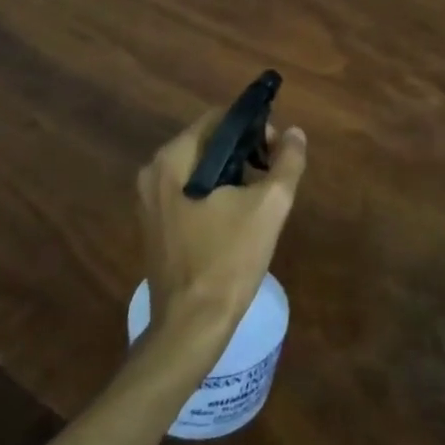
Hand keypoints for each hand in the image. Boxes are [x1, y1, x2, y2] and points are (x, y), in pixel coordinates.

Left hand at [137, 111, 307, 364]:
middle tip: (273, 175)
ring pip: (200, 169)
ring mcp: (149, 201)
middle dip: (245, 152)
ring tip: (260, 198)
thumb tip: (294, 133)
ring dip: (232, 174)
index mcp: (173, 160)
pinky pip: (189, 192)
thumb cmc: (229, 260)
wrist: (191, 326)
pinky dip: (215, 194)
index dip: (254, 127)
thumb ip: (287, 162)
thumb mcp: (269, 206)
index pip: (219, 119)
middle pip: (209, 143)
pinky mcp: (154, 225)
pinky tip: (237, 219)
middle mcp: (153, 173)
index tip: (277, 151)